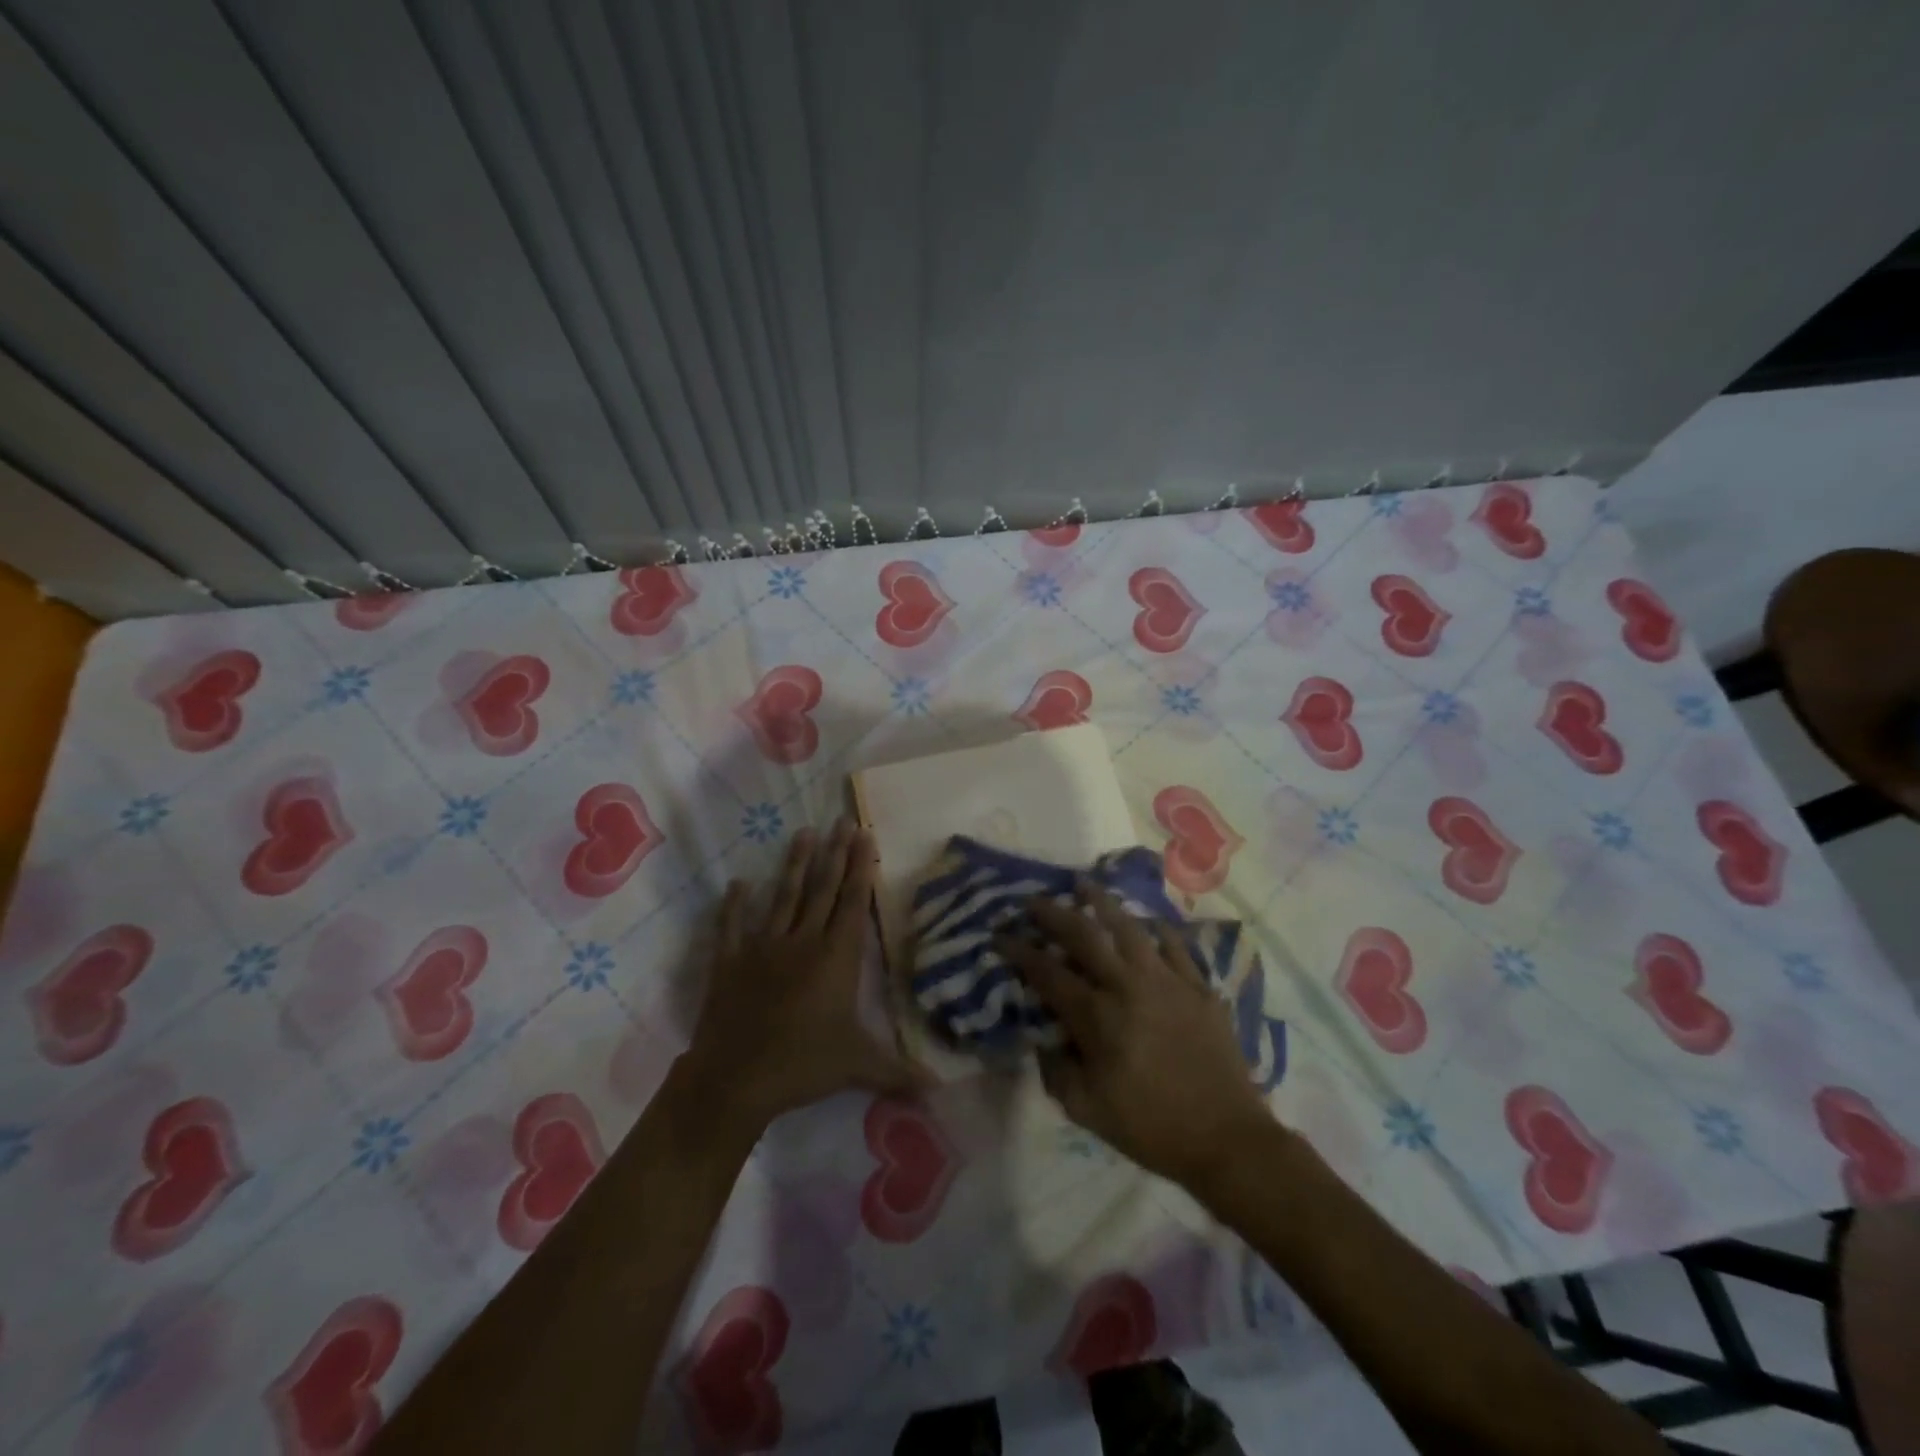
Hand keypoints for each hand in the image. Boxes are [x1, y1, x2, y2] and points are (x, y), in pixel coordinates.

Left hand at [685, 819, 924, 1130]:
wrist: (735, 1079)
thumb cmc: (802, 1065)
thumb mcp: (858, 1067)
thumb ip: (900, 1071)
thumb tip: (942, 1088)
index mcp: (835, 958)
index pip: (852, 903)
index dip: (860, 868)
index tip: (863, 835)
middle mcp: (801, 942)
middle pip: (821, 889)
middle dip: (834, 854)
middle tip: (840, 821)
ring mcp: (762, 948)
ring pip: (783, 897)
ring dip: (793, 865)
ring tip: (802, 833)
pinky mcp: (730, 962)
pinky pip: (733, 926)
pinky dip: (734, 905)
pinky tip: (738, 883)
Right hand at [995, 883, 1272, 1186]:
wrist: (1227, 1139)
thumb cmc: (1151, 1128)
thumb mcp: (1086, 1111)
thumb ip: (1055, 1069)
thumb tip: (1042, 1036)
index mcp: (1097, 1018)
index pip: (1048, 974)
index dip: (1020, 952)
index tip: (1001, 936)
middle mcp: (1128, 987)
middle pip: (1084, 936)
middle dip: (1054, 914)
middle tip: (1034, 900)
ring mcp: (1167, 981)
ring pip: (1129, 928)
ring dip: (1102, 902)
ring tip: (1085, 885)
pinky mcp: (1198, 987)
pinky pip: (1174, 945)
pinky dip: (1157, 929)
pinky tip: (1147, 921)